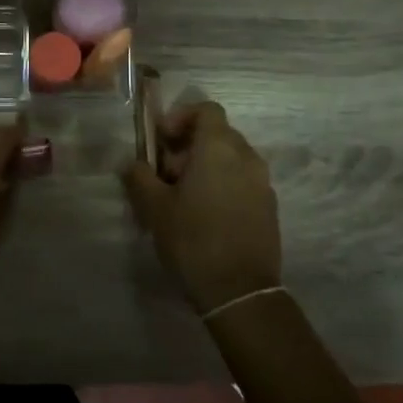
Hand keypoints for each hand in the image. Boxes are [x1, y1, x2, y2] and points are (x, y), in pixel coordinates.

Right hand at [122, 101, 281, 314]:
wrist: (240, 292)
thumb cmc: (193, 240)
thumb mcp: (155, 208)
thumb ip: (140, 177)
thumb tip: (132, 164)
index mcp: (219, 147)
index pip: (206, 110)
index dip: (181, 117)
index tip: (162, 141)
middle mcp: (247, 157)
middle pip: (218, 134)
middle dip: (189, 146)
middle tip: (166, 174)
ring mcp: (263, 183)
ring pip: (231, 158)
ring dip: (206, 166)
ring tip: (183, 197)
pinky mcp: (269, 207)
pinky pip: (243, 181)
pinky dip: (224, 185)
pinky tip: (205, 215)